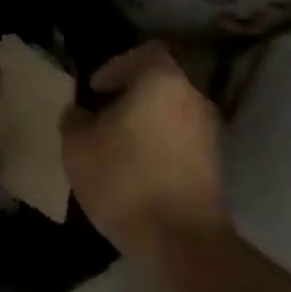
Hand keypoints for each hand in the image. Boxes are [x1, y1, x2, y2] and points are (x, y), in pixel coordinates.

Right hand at [61, 43, 227, 256]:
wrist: (180, 238)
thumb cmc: (124, 180)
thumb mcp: (78, 148)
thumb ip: (75, 120)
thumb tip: (81, 112)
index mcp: (162, 82)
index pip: (144, 53)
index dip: (116, 67)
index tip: (95, 91)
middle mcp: (193, 98)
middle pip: (159, 85)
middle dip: (129, 99)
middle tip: (101, 122)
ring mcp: (210, 132)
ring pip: (171, 115)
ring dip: (146, 126)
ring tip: (117, 152)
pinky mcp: (215, 164)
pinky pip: (181, 142)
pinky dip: (160, 148)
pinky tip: (138, 174)